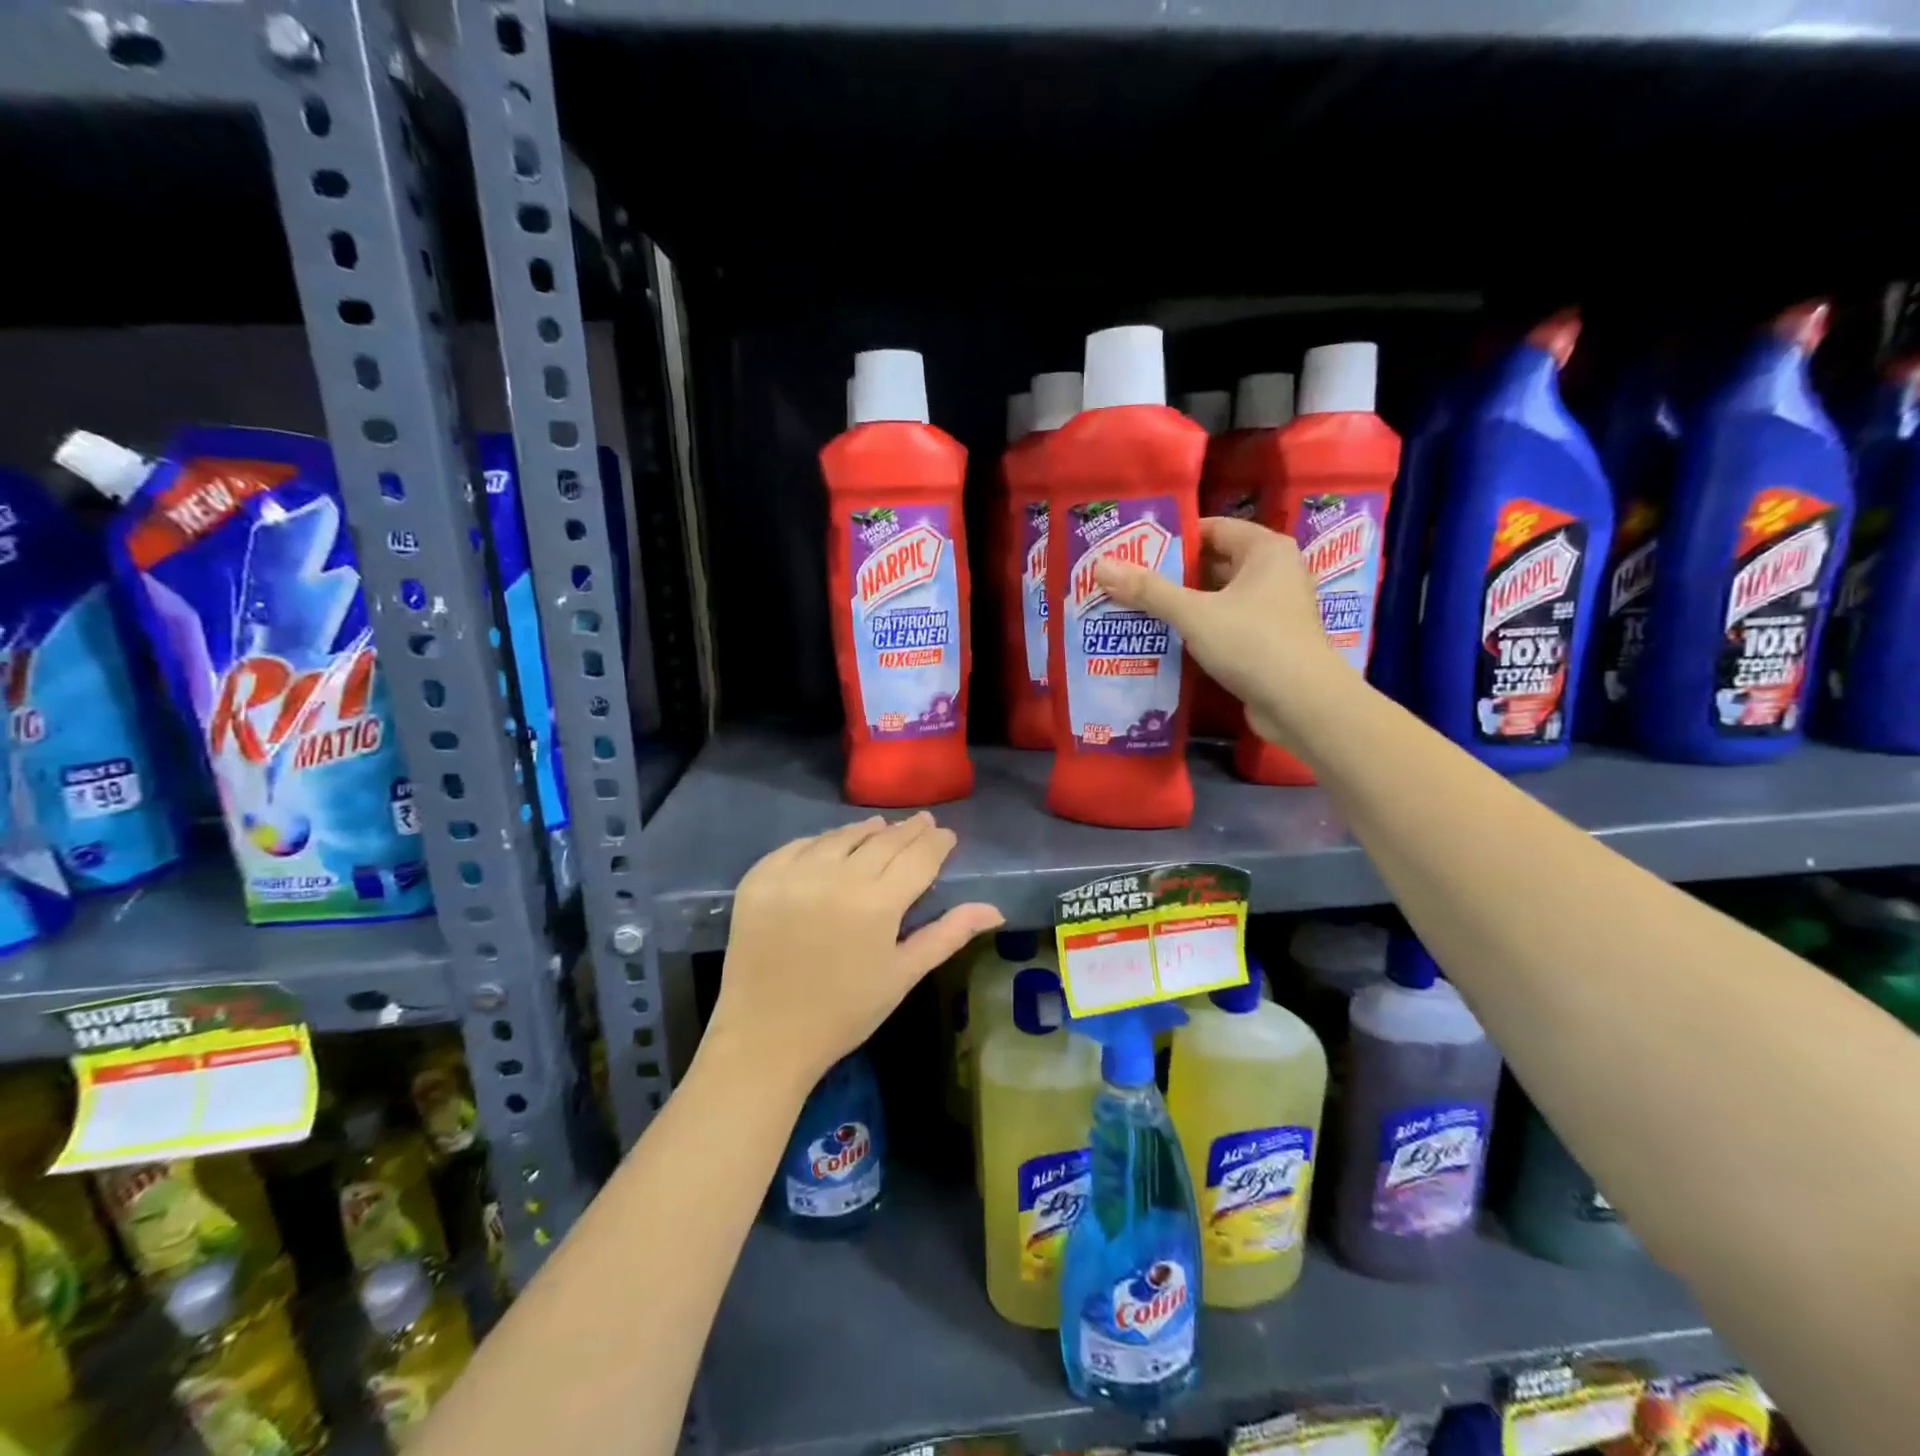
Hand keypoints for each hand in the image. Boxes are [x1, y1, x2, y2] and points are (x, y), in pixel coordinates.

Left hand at [703, 814, 1003, 1097]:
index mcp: (877, 904)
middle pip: (883, 840)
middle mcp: (836, 877)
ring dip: (866, 831)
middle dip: (908, 830)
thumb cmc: (844, 1012)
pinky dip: (822, 842)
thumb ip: (949, 934)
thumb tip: (995, 909)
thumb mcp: (903, 974)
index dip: (936, 842)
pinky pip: (799, 846)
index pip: (918, 857)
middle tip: (922, 822)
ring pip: (841, 837)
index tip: (946, 835)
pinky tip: (832, 845)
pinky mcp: (760, 878)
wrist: (765, 1037)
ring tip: (881, 828)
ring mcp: (794, 874)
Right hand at [1093, 516, 1349, 749]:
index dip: (1172, 538)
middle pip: (1213, 563)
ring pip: (1217, 598)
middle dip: (1171, 574)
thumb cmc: (1253, 643)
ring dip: (1181, 604)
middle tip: (1126, 581)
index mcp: (1266, 550)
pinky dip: (1197, 629)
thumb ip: (1148, 591)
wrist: (1302, 705)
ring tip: (1135, 608)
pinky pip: (1224, 624)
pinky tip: (1163, 638)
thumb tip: (1101, 566)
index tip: (1134, 549)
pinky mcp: (1267, 641)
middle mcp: (1274, 573)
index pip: (1212, 529)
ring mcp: (1273, 609)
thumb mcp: (1194, 614)